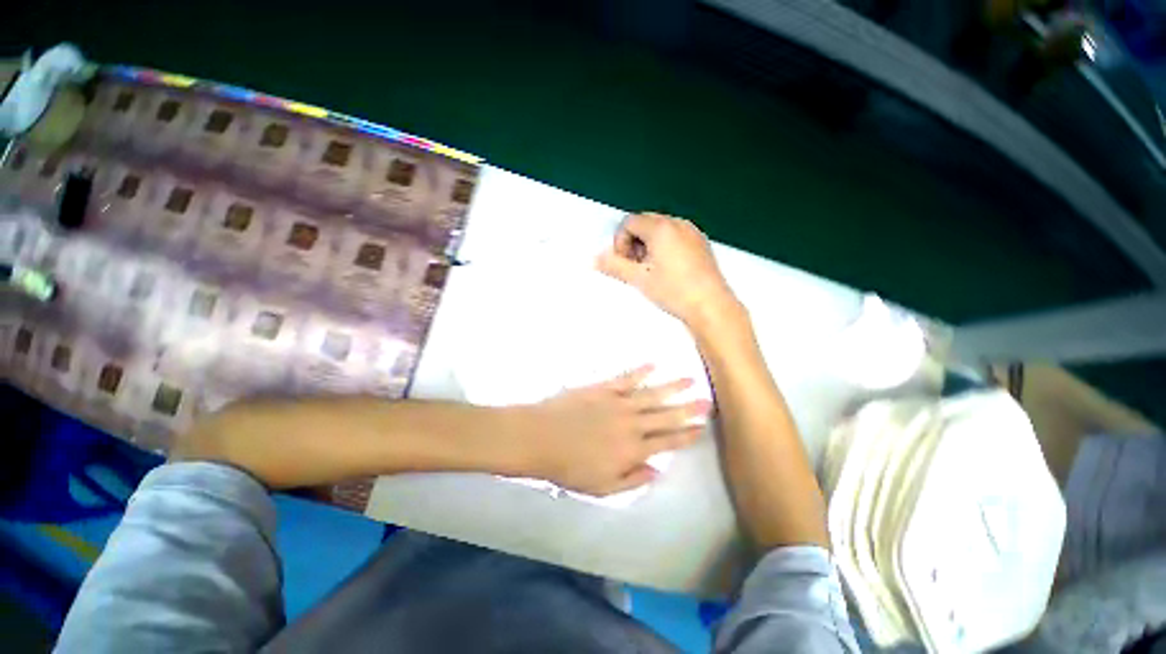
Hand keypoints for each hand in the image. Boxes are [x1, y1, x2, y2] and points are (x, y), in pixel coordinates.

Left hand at [519, 365, 711, 495]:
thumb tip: (657, 470)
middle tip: (707, 400)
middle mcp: (632, 423)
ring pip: (652, 393)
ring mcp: (618, 402)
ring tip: (690, 379)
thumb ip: (632, 479)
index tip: (702, 427)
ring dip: (672, 387)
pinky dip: (641, 371)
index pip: (668, 441)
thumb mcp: (602, 486)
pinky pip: (627, 378)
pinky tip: (653, 364)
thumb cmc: (569, 467)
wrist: (541, 438)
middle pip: (666, 415)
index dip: (687, 434)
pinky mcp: (603, 388)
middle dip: (688, 408)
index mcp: (633, 449)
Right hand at [597, 213, 738, 328]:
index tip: (624, 263)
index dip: (620, 241)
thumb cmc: (673, 291)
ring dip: (647, 245)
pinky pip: (675, 236)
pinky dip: (664, 247)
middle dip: (633, 242)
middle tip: (635, 267)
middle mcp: (677, 223)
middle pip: (645, 223)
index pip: (629, 222)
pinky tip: (668, 270)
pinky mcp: (701, 243)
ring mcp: (692, 232)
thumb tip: (594, 260)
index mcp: (661, 227)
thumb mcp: (639, 279)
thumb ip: (614, 266)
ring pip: (660, 230)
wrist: (711, 306)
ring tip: (650, 270)